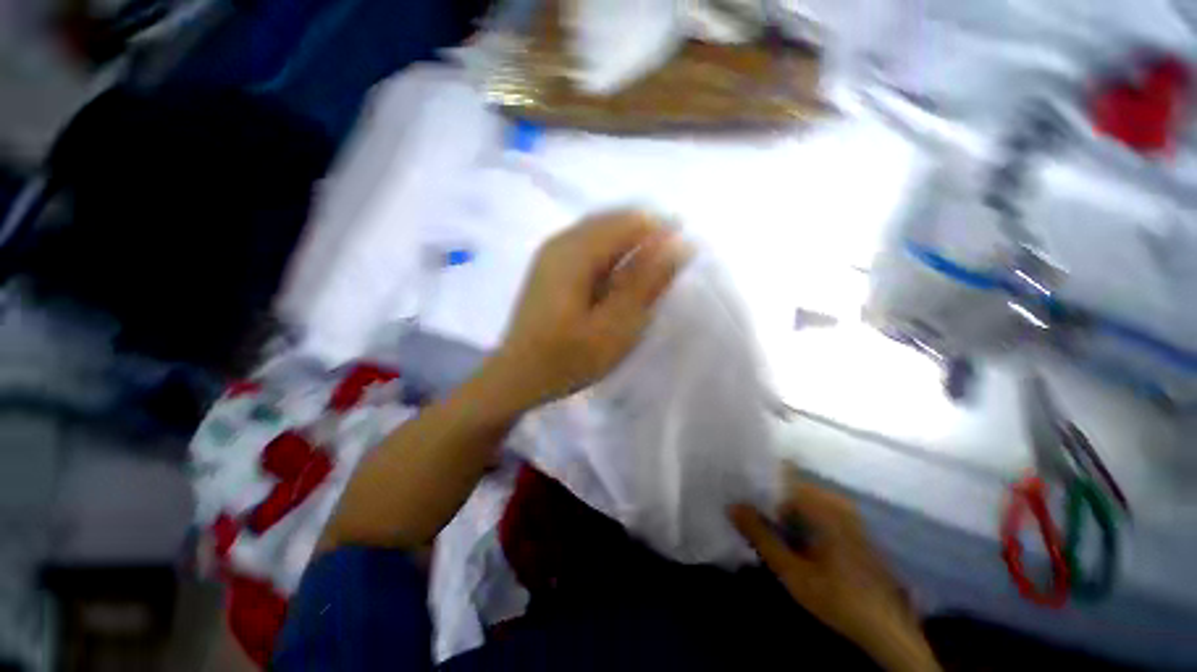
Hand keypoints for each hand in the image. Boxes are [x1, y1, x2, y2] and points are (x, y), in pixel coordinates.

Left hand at [489, 210, 690, 412]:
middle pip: (615, 222)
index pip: (631, 221)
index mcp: (575, 251)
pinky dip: (611, 259)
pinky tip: (616, 284)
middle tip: (662, 279)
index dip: (662, 234)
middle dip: (646, 241)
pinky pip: (589, 247)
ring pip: (602, 234)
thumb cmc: (567, 359)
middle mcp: (561, 241)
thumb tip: (678, 243)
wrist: (517, 377)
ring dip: (629, 250)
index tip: (681, 263)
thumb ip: (646, 283)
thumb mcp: (615, 326)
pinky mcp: (550, 266)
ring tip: (643, 284)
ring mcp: (552, 252)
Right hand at [731, 476, 939, 671]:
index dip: (756, 478)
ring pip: (800, 499)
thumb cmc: (839, 599)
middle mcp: (835, 501)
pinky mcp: (849, 527)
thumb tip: (732, 505)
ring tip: (755, 517)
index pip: (781, 475)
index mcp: (823, 505)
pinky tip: (783, 533)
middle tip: (741, 505)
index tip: (735, 485)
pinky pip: (813, 510)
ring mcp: (845, 513)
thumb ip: (761, 536)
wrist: (888, 629)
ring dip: (779, 507)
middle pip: (789, 486)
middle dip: (765, 495)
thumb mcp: (793, 572)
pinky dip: (794, 517)